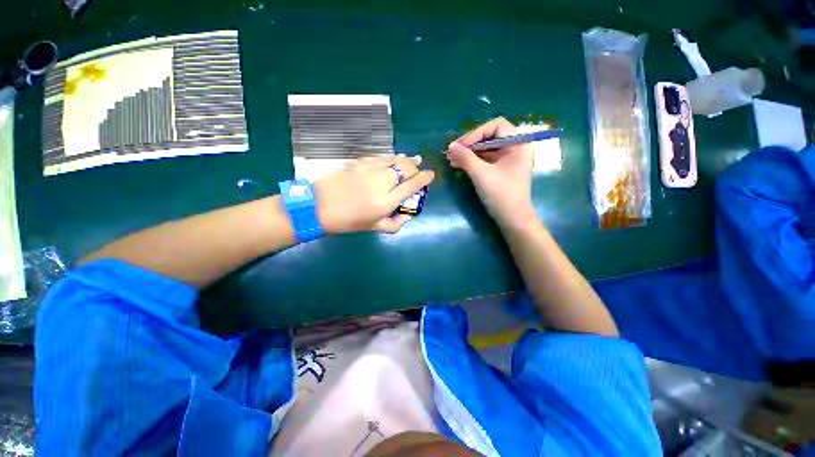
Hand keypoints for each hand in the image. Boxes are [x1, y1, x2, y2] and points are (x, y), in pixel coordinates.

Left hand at [314, 154, 434, 233]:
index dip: (424, 178)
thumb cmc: (348, 221)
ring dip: (405, 159)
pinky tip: (392, 157)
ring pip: (393, 160)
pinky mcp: (358, 163)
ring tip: (413, 158)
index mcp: (386, 202)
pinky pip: (379, 157)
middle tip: (419, 166)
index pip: (411, 185)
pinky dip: (389, 157)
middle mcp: (381, 183)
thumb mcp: (374, 228)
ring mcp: (369, 170)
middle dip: (415, 166)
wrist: (319, 207)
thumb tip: (407, 216)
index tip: (430, 174)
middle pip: (405, 169)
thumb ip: (394, 224)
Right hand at [446, 117, 535, 227]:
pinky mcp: (500, 170)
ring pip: (485, 149)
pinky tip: (457, 164)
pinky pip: (484, 160)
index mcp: (518, 144)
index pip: (496, 126)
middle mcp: (514, 148)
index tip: (461, 145)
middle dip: (469, 144)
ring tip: (451, 159)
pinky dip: (472, 161)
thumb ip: (465, 157)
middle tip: (452, 151)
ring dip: (468, 153)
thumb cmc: (501, 195)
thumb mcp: (481, 174)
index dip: (476, 133)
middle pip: (489, 137)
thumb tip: (450, 146)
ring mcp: (507, 160)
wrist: (512, 219)